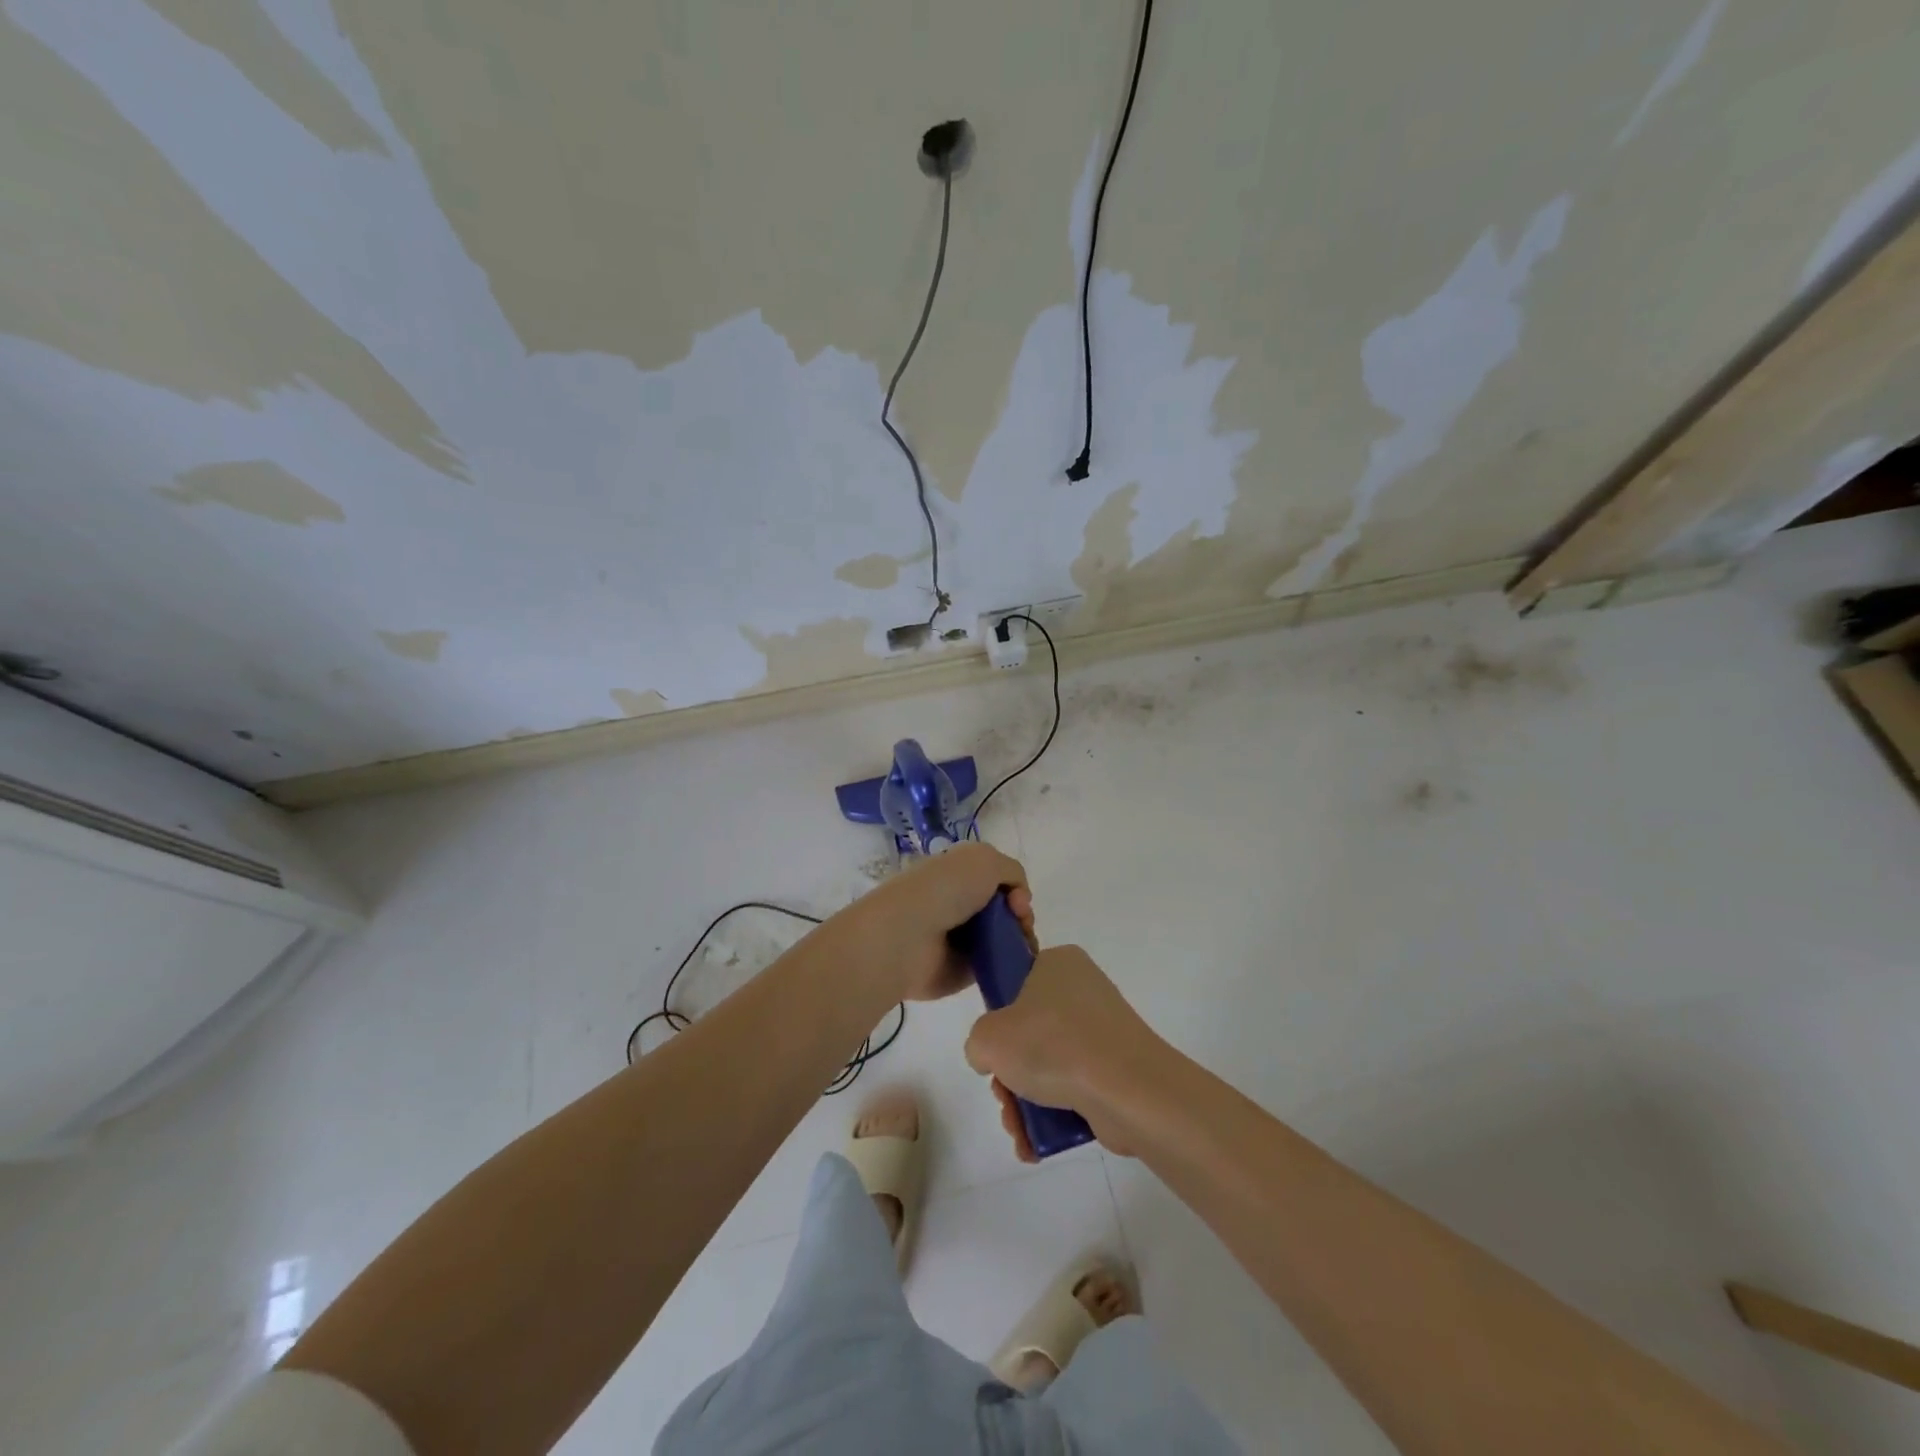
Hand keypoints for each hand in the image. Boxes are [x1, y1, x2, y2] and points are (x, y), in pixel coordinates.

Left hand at [833, 842, 1032, 1003]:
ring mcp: (959, 939)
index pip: (997, 880)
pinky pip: (995, 966)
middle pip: (1005, 910)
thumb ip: (1011, 871)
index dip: (1015, 889)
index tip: (1018, 901)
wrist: (907, 936)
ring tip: (1023, 948)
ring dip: (1020, 941)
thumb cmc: (944, 890)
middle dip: (1021, 916)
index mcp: (957, 874)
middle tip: (1021, 925)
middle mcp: (958, 904)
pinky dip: (1010, 966)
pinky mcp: (961, 971)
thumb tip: (1017, 899)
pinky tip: (1017, 966)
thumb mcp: (985, 860)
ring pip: (1004, 938)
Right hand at [965, 945, 1162, 1160]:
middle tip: (1004, 1097)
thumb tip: (993, 1058)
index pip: (1017, 984)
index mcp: (1058, 963)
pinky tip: (1036, 1144)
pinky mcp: (1118, 1067)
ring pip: (1050, 1064)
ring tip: (1019, 1131)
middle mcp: (1084, 989)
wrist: (1127, 1089)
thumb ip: (978, 1043)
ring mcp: (1105, 1030)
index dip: (999, 1020)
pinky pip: (1076, 1085)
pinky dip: (1054, 1113)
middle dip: (1010, 1074)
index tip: (994, 1048)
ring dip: (1027, 1101)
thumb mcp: (989, 1037)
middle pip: (1030, 1032)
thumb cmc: (1052, 1045)